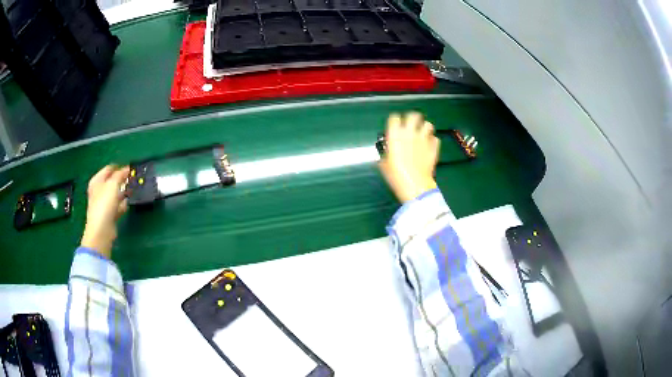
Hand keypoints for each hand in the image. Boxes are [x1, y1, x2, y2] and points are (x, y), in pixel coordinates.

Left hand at [81, 165, 130, 257]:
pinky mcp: (109, 215)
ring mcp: (103, 204)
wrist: (102, 230)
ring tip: (133, 190)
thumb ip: (120, 175)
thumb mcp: (113, 184)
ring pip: (115, 194)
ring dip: (123, 192)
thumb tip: (126, 169)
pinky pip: (117, 206)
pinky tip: (128, 204)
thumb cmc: (104, 204)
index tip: (130, 169)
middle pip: (111, 181)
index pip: (108, 169)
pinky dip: (123, 204)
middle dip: (122, 180)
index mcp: (96, 181)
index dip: (119, 167)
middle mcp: (98, 191)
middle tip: (132, 179)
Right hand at [379, 112, 439, 202]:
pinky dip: (433, 141)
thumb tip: (389, 150)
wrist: (415, 185)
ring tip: (422, 133)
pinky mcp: (434, 147)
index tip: (394, 126)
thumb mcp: (384, 164)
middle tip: (411, 124)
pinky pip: (435, 139)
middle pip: (413, 115)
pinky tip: (429, 145)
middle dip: (412, 118)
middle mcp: (410, 133)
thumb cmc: (395, 175)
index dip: (394, 121)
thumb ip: (387, 153)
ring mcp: (424, 139)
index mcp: (395, 135)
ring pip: (428, 124)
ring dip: (425, 127)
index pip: (394, 118)